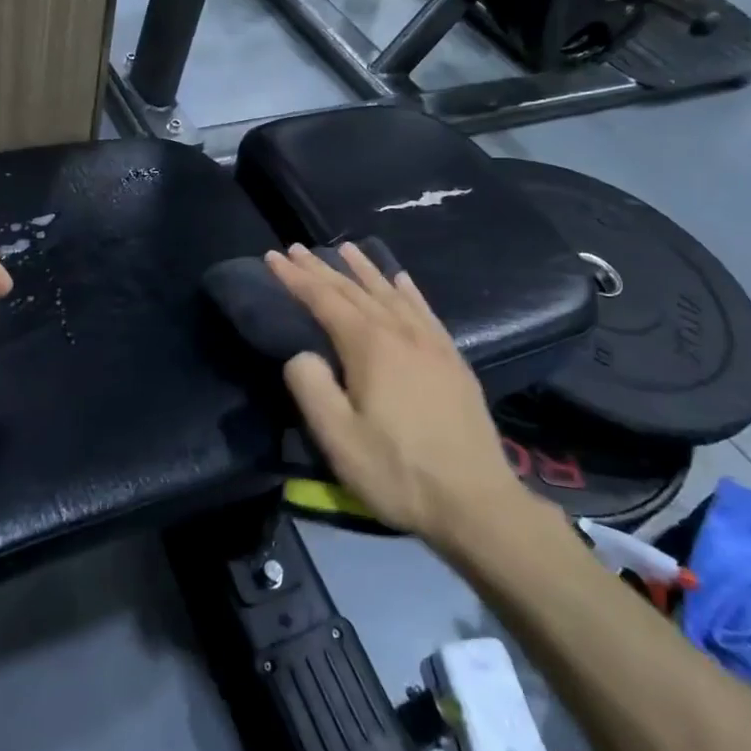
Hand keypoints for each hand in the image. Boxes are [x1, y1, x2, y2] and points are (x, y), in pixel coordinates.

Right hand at [267, 243, 534, 549]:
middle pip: (355, 290)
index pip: (325, 300)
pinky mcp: (452, 359)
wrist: (476, 501)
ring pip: (391, 293)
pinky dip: (407, 290)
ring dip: (364, 270)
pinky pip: (424, 310)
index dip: (296, 278)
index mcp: (370, 347)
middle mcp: (401, 333)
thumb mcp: (339, 440)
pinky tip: (401, 280)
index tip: (273, 256)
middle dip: (322, 268)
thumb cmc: (399, 473)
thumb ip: (312, 388)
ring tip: (346, 248)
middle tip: (297, 248)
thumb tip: (300, 354)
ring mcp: (431, 343)